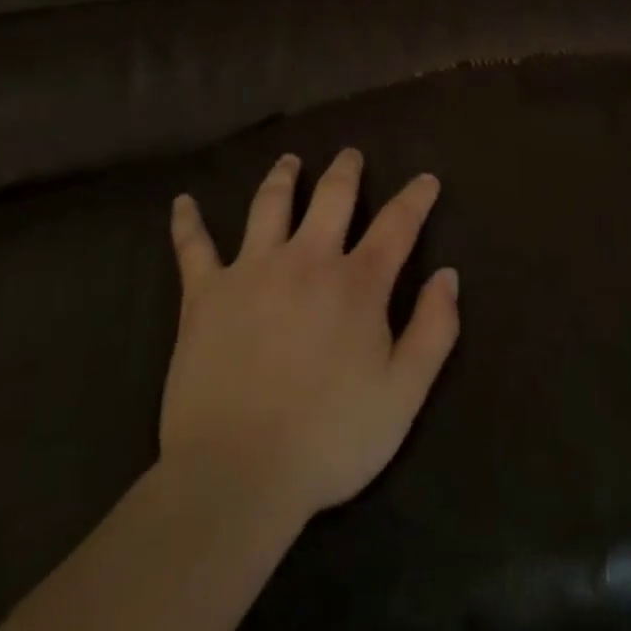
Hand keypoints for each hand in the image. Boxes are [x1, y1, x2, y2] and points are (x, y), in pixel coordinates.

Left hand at [161, 149, 460, 527]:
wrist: (237, 475)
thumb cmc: (328, 439)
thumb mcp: (403, 395)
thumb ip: (434, 330)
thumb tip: (448, 274)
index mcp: (356, 283)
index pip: (397, 224)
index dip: (415, 197)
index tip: (426, 179)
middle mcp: (307, 259)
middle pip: (332, 196)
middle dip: (346, 171)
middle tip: (351, 155)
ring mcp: (252, 270)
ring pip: (270, 204)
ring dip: (283, 177)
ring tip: (289, 161)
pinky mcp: (205, 293)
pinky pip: (193, 248)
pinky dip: (187, 222)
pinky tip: (182, 202)